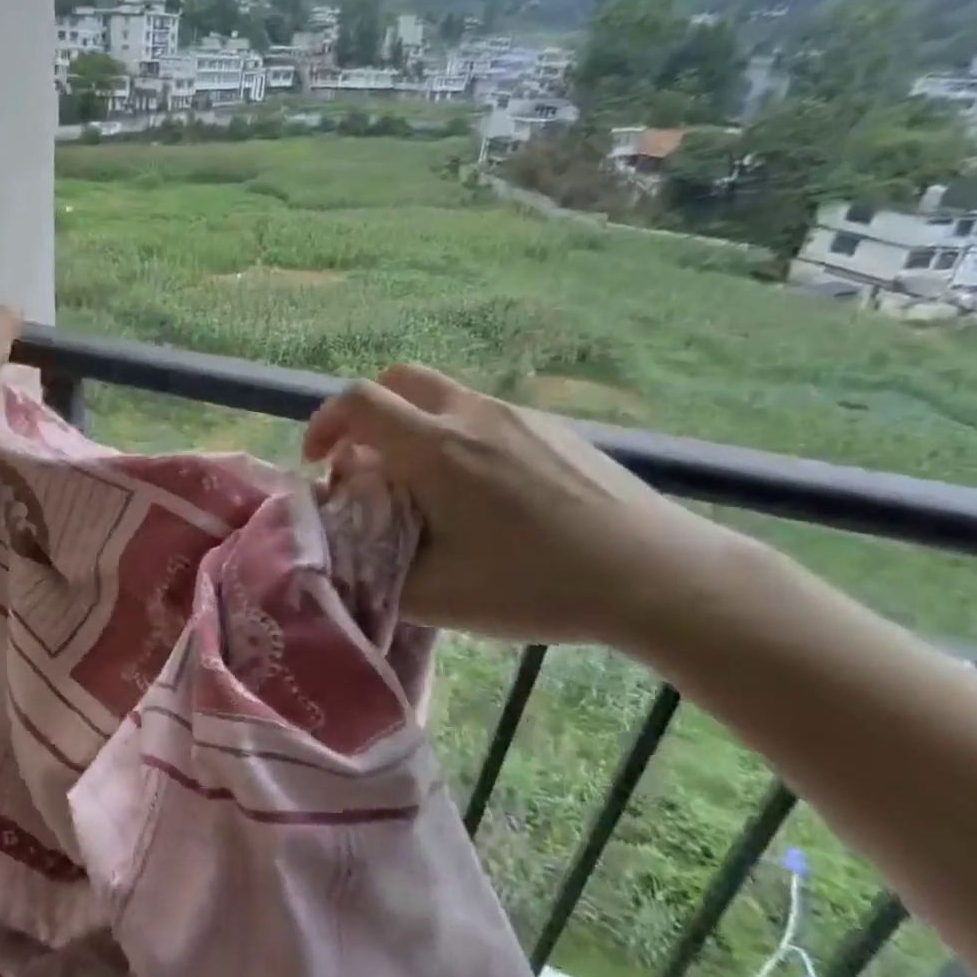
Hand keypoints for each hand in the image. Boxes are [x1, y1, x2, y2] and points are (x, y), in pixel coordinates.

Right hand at [304, 363, 738, 648]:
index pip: (357, 401)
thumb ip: (373, 568)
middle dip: (366, 413)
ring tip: (423, 483)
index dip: (324, 423)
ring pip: (441, 396)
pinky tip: (481, 491)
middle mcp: (471, 415)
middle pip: (398, 380)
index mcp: (435, 448)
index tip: (320, 463)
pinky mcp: (551, 427)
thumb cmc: (536, 585)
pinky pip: (482, 414)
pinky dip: (455, 435)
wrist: (656, 575)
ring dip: (412, 425)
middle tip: (365, 461)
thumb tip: (345, 548)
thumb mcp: (436, 596)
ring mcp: (516, 415)